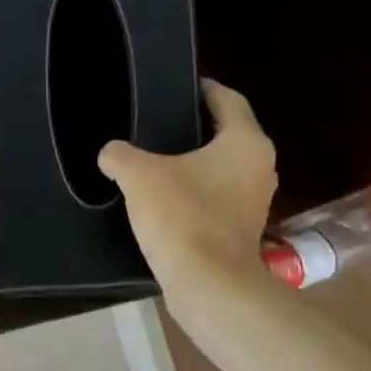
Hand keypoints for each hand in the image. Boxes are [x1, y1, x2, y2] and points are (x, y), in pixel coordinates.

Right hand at [98, 80, 276, 294]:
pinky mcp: (241, 228)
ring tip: (154, 161)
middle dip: (194, 127)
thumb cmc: (182, 216)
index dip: (202, 89)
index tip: (177, 87)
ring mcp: (254, 200)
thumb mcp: (139, 176)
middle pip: (226, 133)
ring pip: (221, 167)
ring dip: (194, 163)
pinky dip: (194, 191)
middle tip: (156, 124)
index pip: (227, 100)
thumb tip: (110, 154)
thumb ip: (119, 155)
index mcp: (245, 142)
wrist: (207, 283)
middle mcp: (260, 166)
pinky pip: (216, 196)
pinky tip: (163, 198)